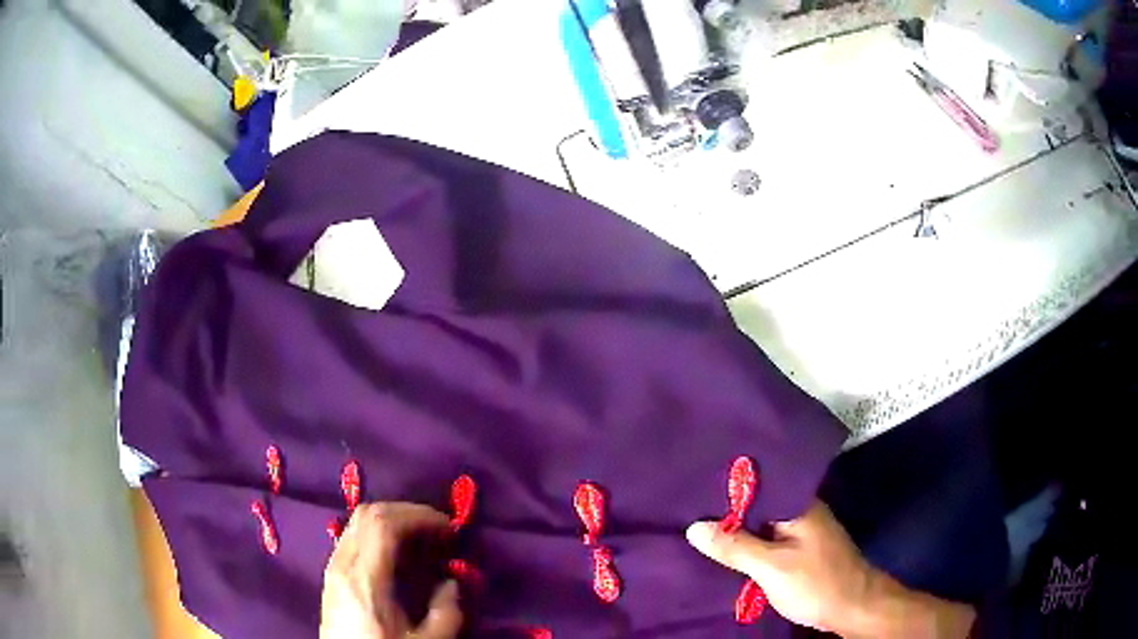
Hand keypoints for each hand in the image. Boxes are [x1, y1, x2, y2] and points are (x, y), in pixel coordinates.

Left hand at [320, 503, 462, 638]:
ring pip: (357, 522)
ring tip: (420, 539)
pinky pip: (352, 537)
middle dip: (407, 512)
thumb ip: (447, 611)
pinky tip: (396, 556)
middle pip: (368, 514)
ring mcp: (333, 568)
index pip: (384, 524)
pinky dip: (377, 534)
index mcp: (365, 578)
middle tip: (437, 528)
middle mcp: (343, 564)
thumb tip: (452, 582)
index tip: (449, 528)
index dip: (419, 516)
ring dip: (391, 521)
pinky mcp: (331, 576)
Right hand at [686, 500, 975, 638]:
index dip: (725, 487)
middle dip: (727, 511)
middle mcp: (801, 511)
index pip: (756, 485)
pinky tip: (726, 552)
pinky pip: (768, 541)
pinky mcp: (801, 551)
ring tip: (698, 528)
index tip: (691, 487)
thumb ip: (735, 547)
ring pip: (762, 525)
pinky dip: (749, 546)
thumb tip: (694, 527)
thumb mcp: (771, 567)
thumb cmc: (816, 582)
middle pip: (757, 506)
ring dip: (737, 531)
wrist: (853, 607)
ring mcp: (802, 532)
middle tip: (685, 509)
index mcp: (798, 504)